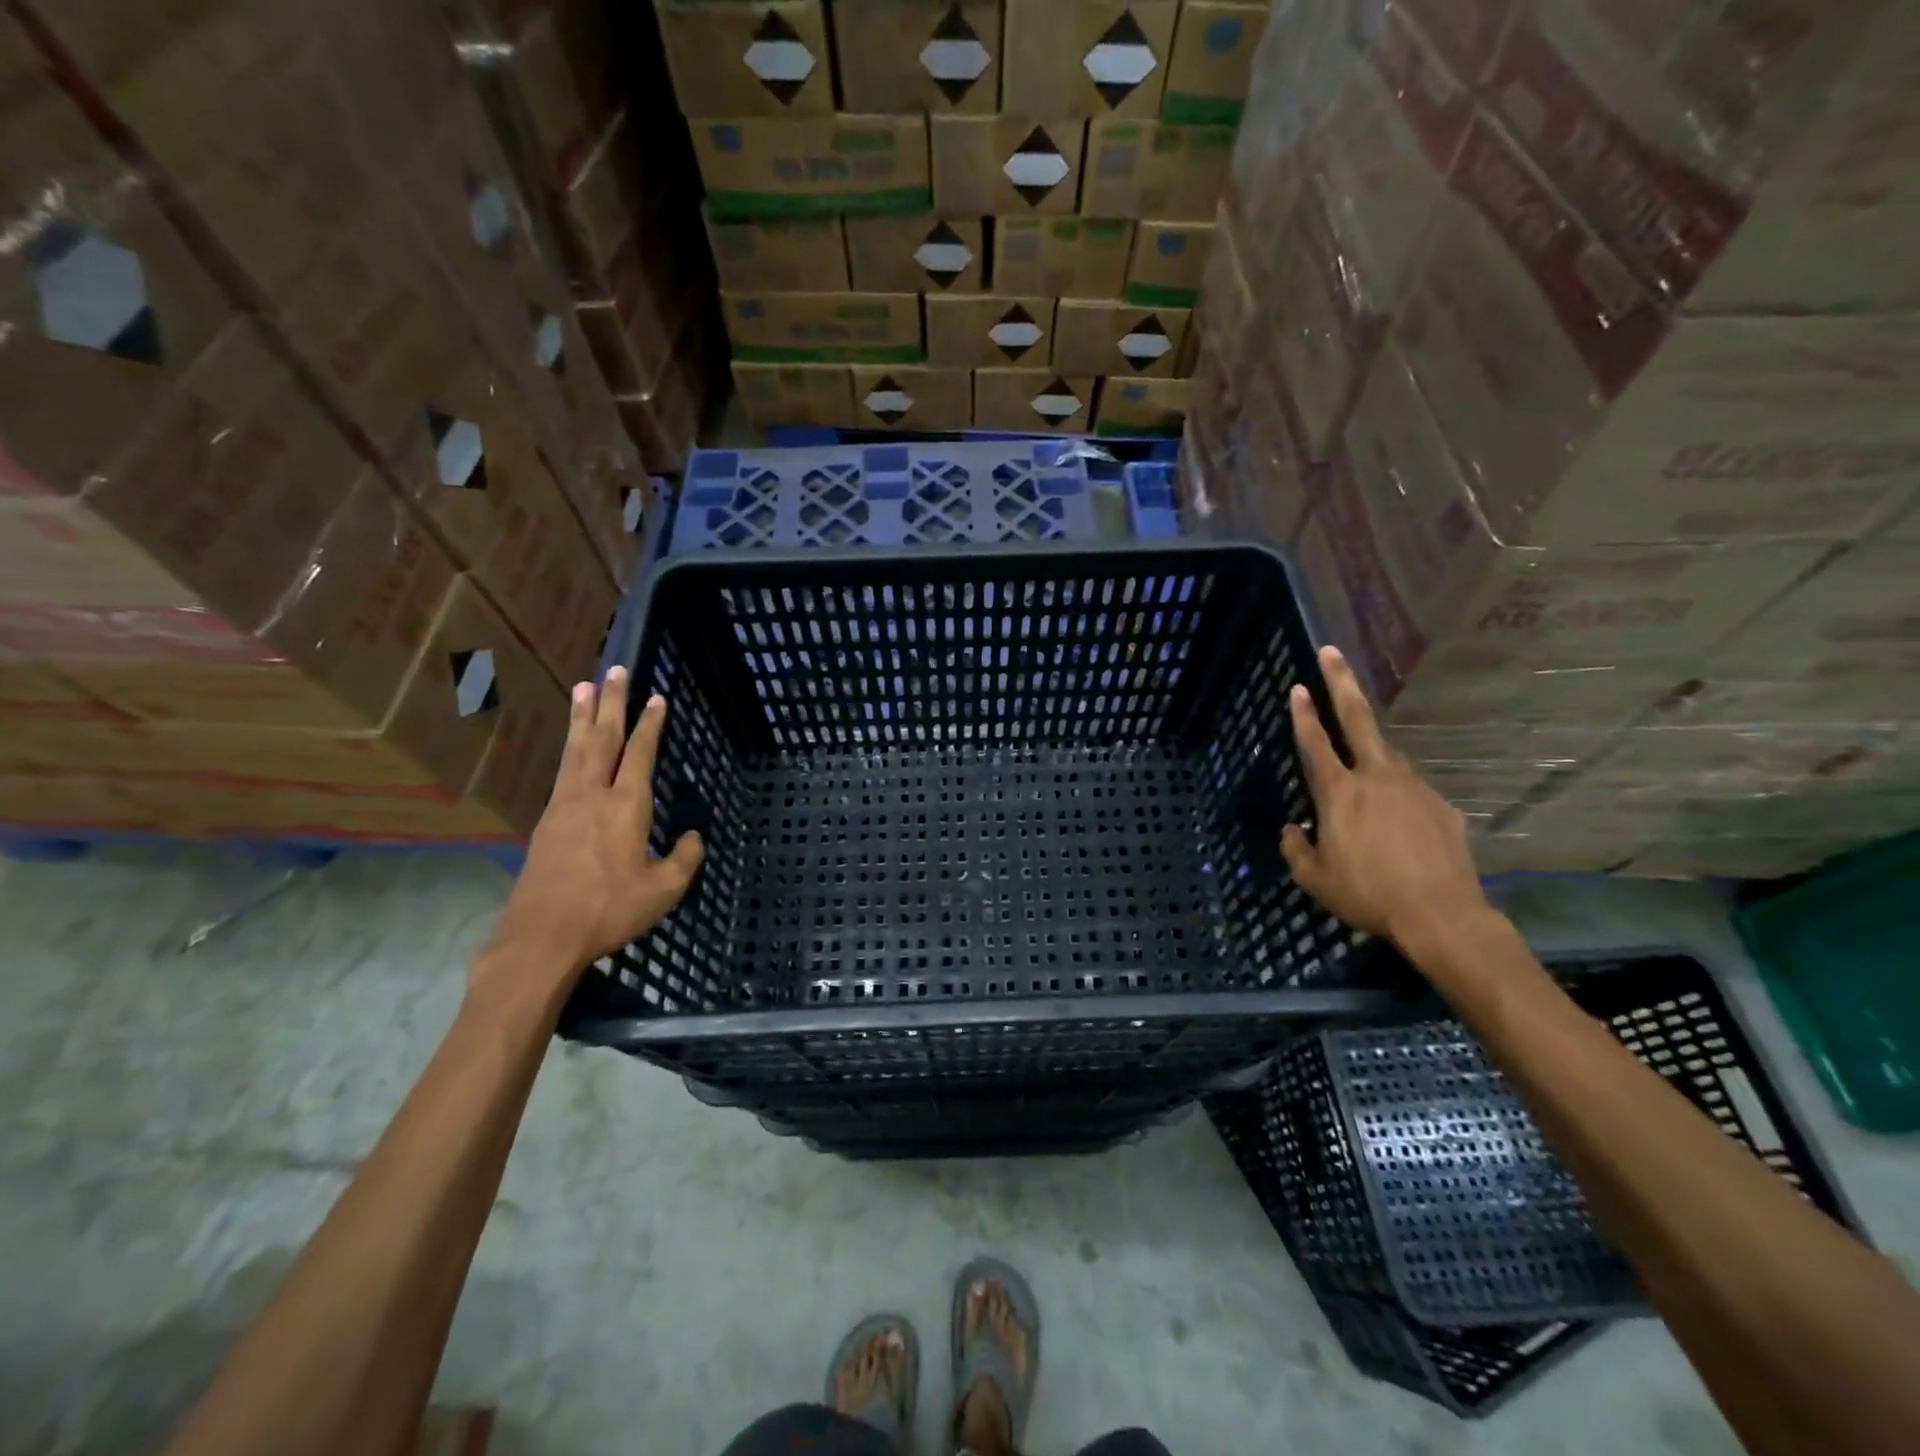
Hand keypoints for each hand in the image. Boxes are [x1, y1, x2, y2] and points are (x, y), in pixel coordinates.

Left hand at [478, 667, 703, 1001]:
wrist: (543, 935)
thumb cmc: (609, 910)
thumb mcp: (663, 890)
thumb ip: (684, 859)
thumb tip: (693, 837)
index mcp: (627, 806)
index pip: (641, 753)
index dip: (650, 725)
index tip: (657, 698)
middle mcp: (594, 795)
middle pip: (603, 738)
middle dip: (612, 702)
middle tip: (615, 670)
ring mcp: (565, 805)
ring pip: (577, 749)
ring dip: (583, 716)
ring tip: (584, 686)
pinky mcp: (547, 821)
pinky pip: (563, 770)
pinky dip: (570, 747)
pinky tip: (572, 744)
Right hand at [1281, 646, 1489, 954]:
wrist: (1441, 916)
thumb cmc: (1367, 895)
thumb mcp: (1314, 878)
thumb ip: (1296, 848)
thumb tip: (1292, 829)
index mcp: (1339, 793)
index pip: (1314, 743)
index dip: (1302, 714)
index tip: (1296, 686)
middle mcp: (1376, 778)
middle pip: (1357, 719)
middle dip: (1341, 683)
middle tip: (1331, 652)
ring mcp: (1413, 788)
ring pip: (1389, 755)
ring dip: (1373, 746)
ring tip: (1364, 759)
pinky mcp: (1441, 805)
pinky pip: (1412, 789)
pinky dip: (1399, 792)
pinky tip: (1398, 817)